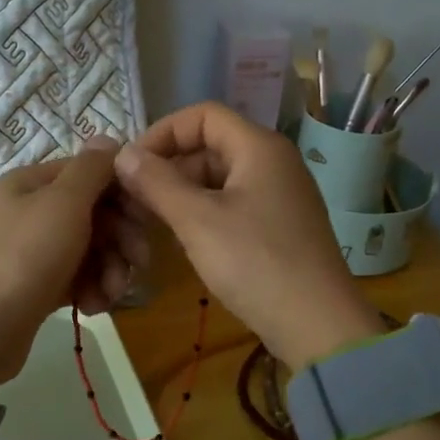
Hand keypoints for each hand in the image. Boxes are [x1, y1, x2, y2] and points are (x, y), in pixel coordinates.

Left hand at [0, 137, 147, 383]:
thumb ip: (91, 169)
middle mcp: (32, 211)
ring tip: (109, 293)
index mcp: (33, 183)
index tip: (147, 218)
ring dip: (110, 269)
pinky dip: (90, 289)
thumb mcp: (63, 203)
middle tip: (139, 263)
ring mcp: (34, 250)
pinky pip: (77, 278)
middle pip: (95, 213)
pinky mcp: (38, 286)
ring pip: (90, 249)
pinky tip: (92, 307)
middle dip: (121, 239)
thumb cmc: (26, 257)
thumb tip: (108, 139)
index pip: (92, 173)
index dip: (124, 192)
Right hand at [112, 102, 382, 368]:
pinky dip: (204, 214)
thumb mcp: (197, 220)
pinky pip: (233, 205)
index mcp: (259, 147)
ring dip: (182, 194)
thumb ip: (156, 182)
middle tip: (134, 200)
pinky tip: (185, 241)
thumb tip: (123, 154)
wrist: (316, 324)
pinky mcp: (279, 226)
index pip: (202, 115)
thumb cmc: (255, 262)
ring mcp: (280, 196)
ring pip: (219, 179)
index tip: (131, 165)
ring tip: (153, 223)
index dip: (162, 132)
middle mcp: (273, 162)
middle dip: (169, 168)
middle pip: (210, 146)